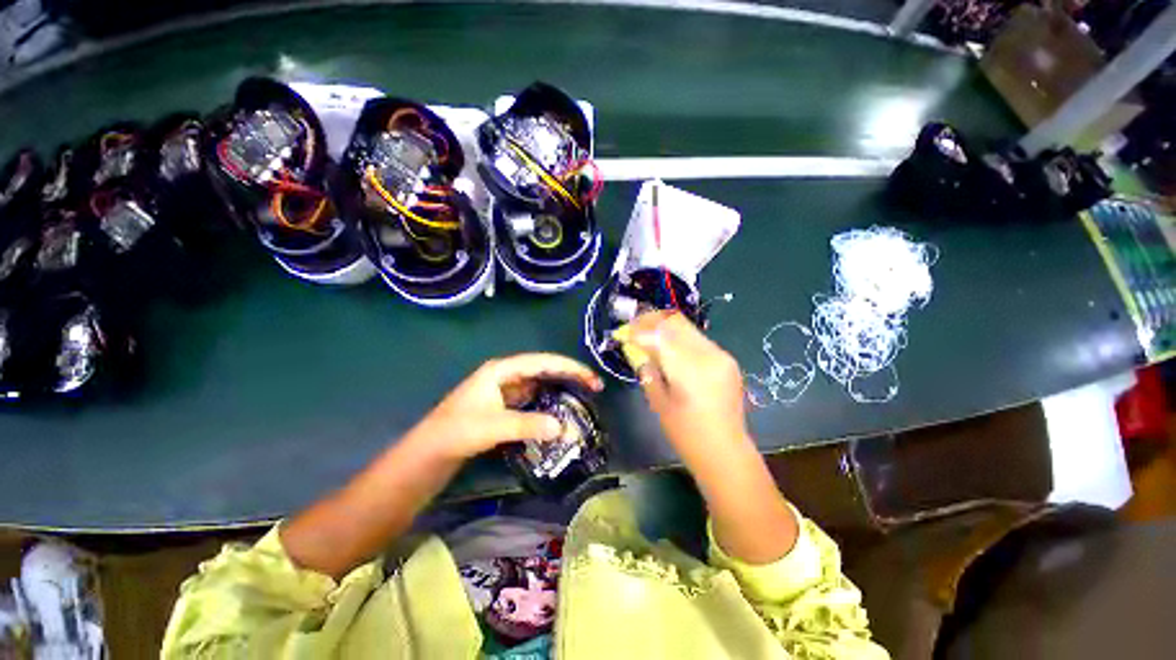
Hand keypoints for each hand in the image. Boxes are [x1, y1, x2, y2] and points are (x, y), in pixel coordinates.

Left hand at [409, 353, 603, 461]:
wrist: (428, 453)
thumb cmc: (457, 432)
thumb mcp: (494, 426)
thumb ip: (529, 424)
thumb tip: (564, 427)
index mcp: (501, 370)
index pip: (542, 362)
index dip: (569, 367)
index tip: (590, 378)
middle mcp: (504, 376)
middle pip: (543, 370)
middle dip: (568, 375)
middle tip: (593, 386)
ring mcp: (503, 391)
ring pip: (539, 384)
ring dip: (559, 388)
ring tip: (581, 396)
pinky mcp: (502, 407)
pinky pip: (532, 400)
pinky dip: (547, 403)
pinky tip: (558, 411)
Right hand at [629, 312, 798, 563]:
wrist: (725, 451)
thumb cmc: (687, 434)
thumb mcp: (659, 403)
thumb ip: (648, 371)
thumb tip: (639, 351)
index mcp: (689, 368)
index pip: (659, 333)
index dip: (638, 329)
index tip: (623, 332)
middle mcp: (708, 354)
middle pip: (675, 322)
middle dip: (651, 321)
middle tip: (634, 328)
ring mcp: (721, 355)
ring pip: (687, 328)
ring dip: (665, 328)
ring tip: (649, 337)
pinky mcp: (727, 359)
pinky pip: (698, 339)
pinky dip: (679, 339)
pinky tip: (670, 350)